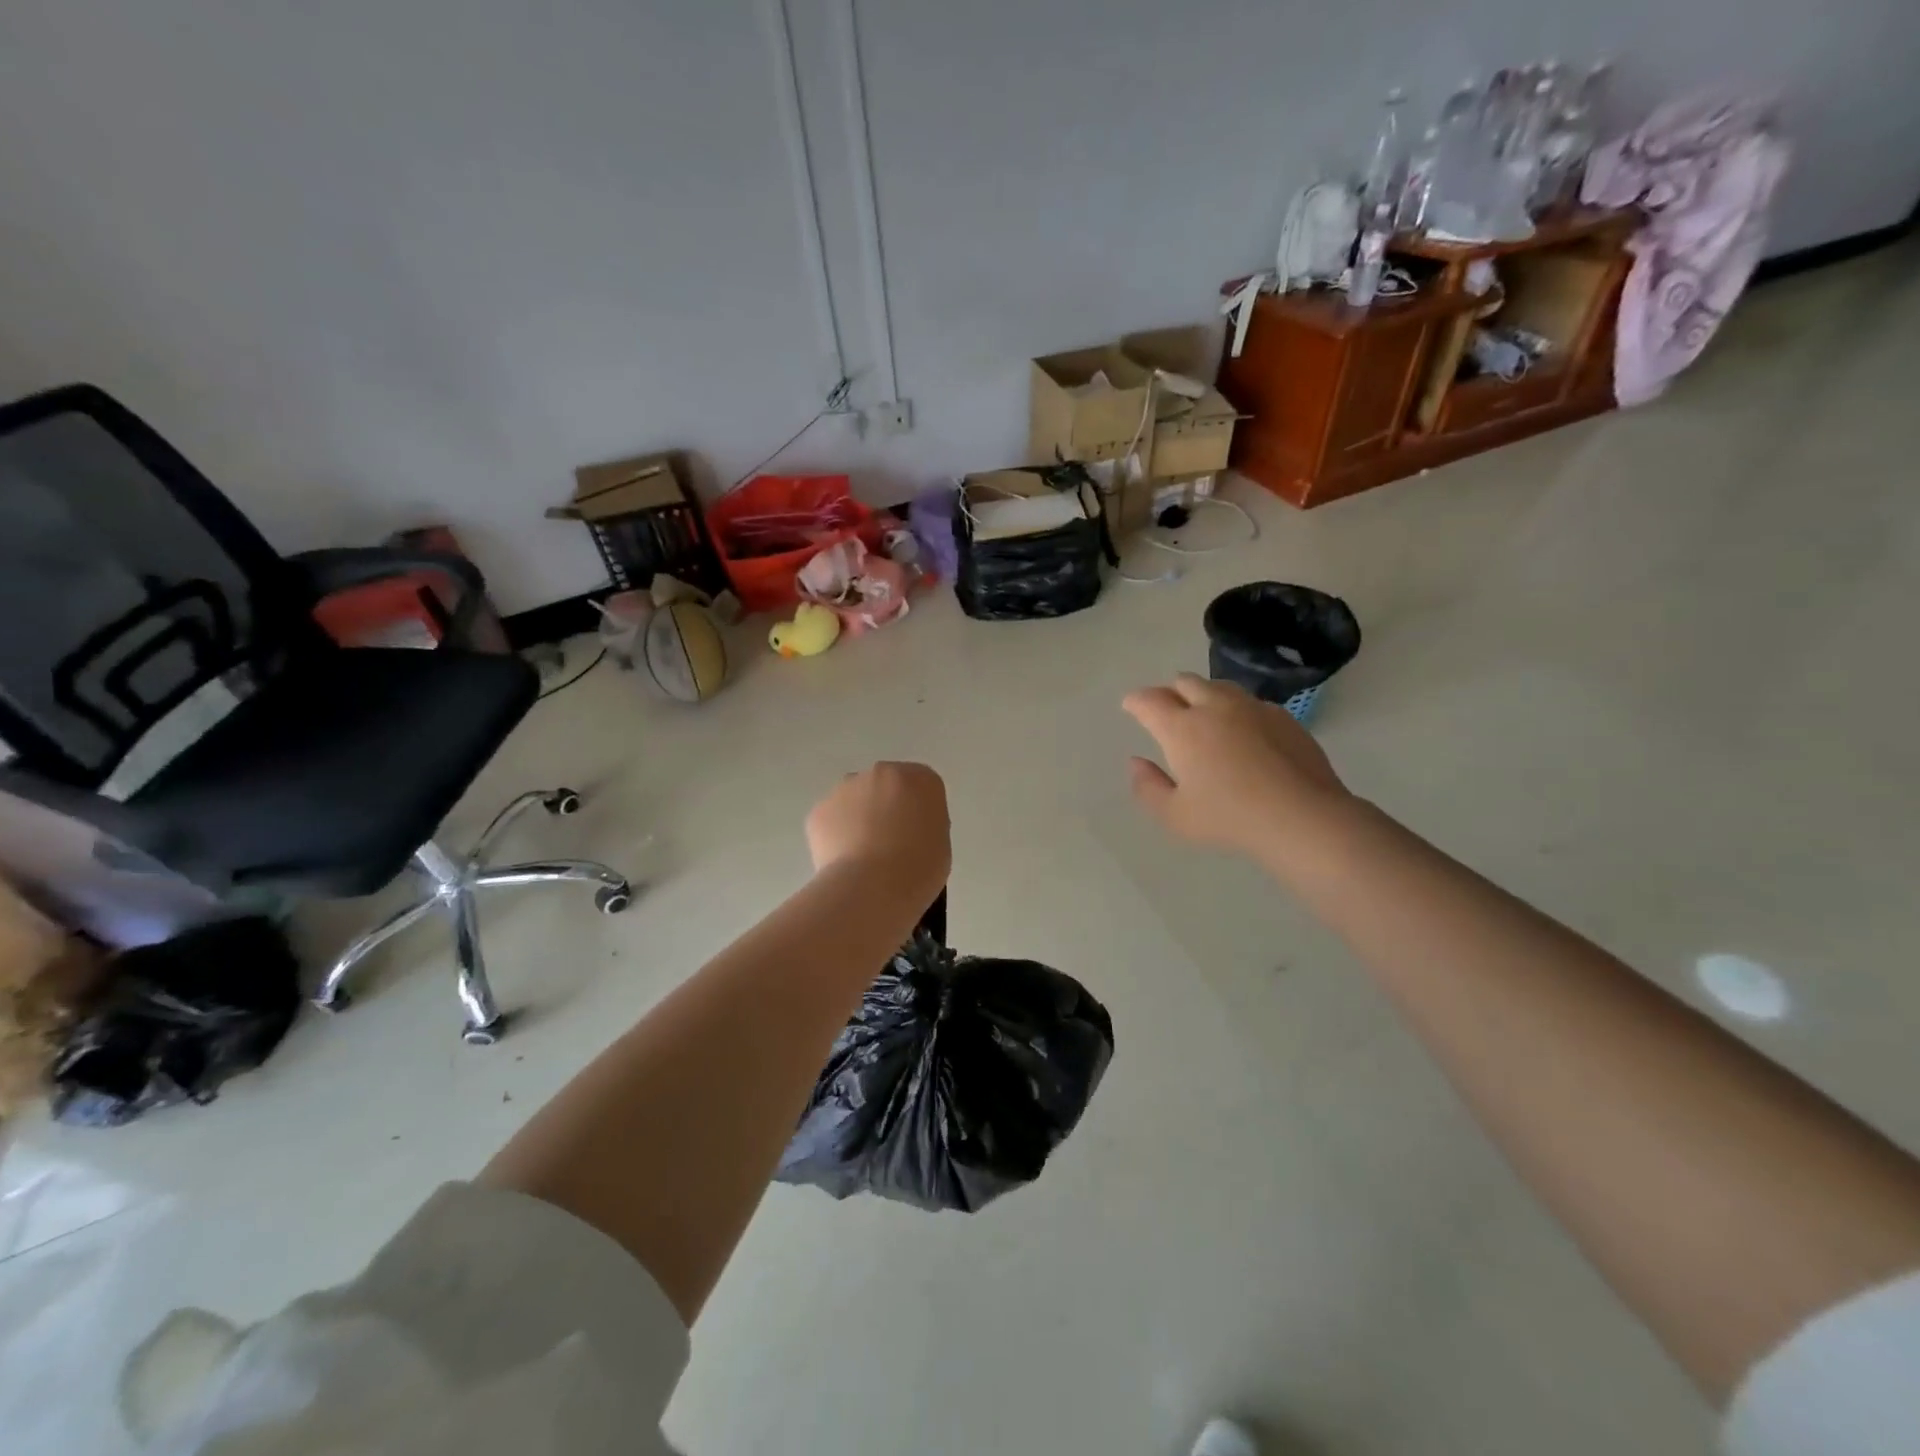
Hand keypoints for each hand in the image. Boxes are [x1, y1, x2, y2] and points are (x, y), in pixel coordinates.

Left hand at [806, 762, 950, 899]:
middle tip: (889, 844)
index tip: (916, 835)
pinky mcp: (819, 809)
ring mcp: (846, 788)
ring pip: (854, 799)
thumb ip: (924, 824)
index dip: (917, 811)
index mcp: (920, 779)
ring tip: (863, 857)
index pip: (922, 786)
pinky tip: (843, 862)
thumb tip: (906, 829)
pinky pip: (832, 819)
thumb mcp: (940, 843)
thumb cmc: (918, 868)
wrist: (872, 887)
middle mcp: (882, 773)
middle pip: (885, 785)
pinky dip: (836, 836)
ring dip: (858, 818)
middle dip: (886, 807)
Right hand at [1123, 674, 1352, 860]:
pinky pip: (1250, 702)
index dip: (1135, 701)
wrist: (1302, 817)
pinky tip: (1242, 732)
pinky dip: (1236, 710)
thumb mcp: (1174, 816)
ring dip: (1203, 695)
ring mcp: (1252, 708)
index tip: (1130, 706)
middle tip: (1165, 711)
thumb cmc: (1229, 819)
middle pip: (1184, 682)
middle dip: (1168, 692)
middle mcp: (1214, 707)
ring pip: (1219, 686)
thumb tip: (1137, 762)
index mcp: (1182, 728)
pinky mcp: (1282, 717)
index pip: (1149, 701)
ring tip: (1203, 715)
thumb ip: (1148, 787)